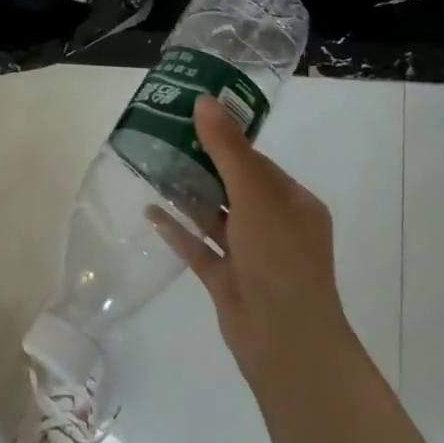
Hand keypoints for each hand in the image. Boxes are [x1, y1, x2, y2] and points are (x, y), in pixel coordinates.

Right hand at [169, 95, 349, 390]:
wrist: (285, 343)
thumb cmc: (279, 259)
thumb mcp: (256, 195)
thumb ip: (227, 149)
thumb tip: (204, 100)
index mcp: (293, 204)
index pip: (256, 162)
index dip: (224, 140)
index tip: (189, 119)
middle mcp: (275, 226)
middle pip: (233, 187)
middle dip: (200, 165)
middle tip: (162, 138)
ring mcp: (251, 255)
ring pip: (214, 217)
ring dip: (187, 195)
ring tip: (151, 168)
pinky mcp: (227, 280)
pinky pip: (199, 247)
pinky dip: (178, 230)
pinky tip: (150, 212)